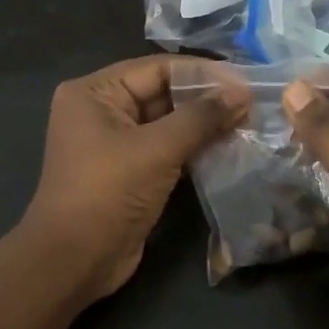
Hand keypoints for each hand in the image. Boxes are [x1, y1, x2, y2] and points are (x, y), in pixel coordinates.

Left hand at [22, 55, 243, 299]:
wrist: (75, 260)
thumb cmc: (108, 192)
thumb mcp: (157, 149)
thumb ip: (201, 118)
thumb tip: (243, 93)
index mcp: (94, 93)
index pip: (157, 69)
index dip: (203, 74)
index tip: (246, 81)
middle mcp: (101, 111)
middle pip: (162, 94)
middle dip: (206, 100)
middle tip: (253, 104)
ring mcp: (115, 144)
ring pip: (168, 124)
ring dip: (204, 126)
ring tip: (248, 123)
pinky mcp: (130, 173)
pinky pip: (166, 151)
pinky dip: (194, 149)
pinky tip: (229, 148)